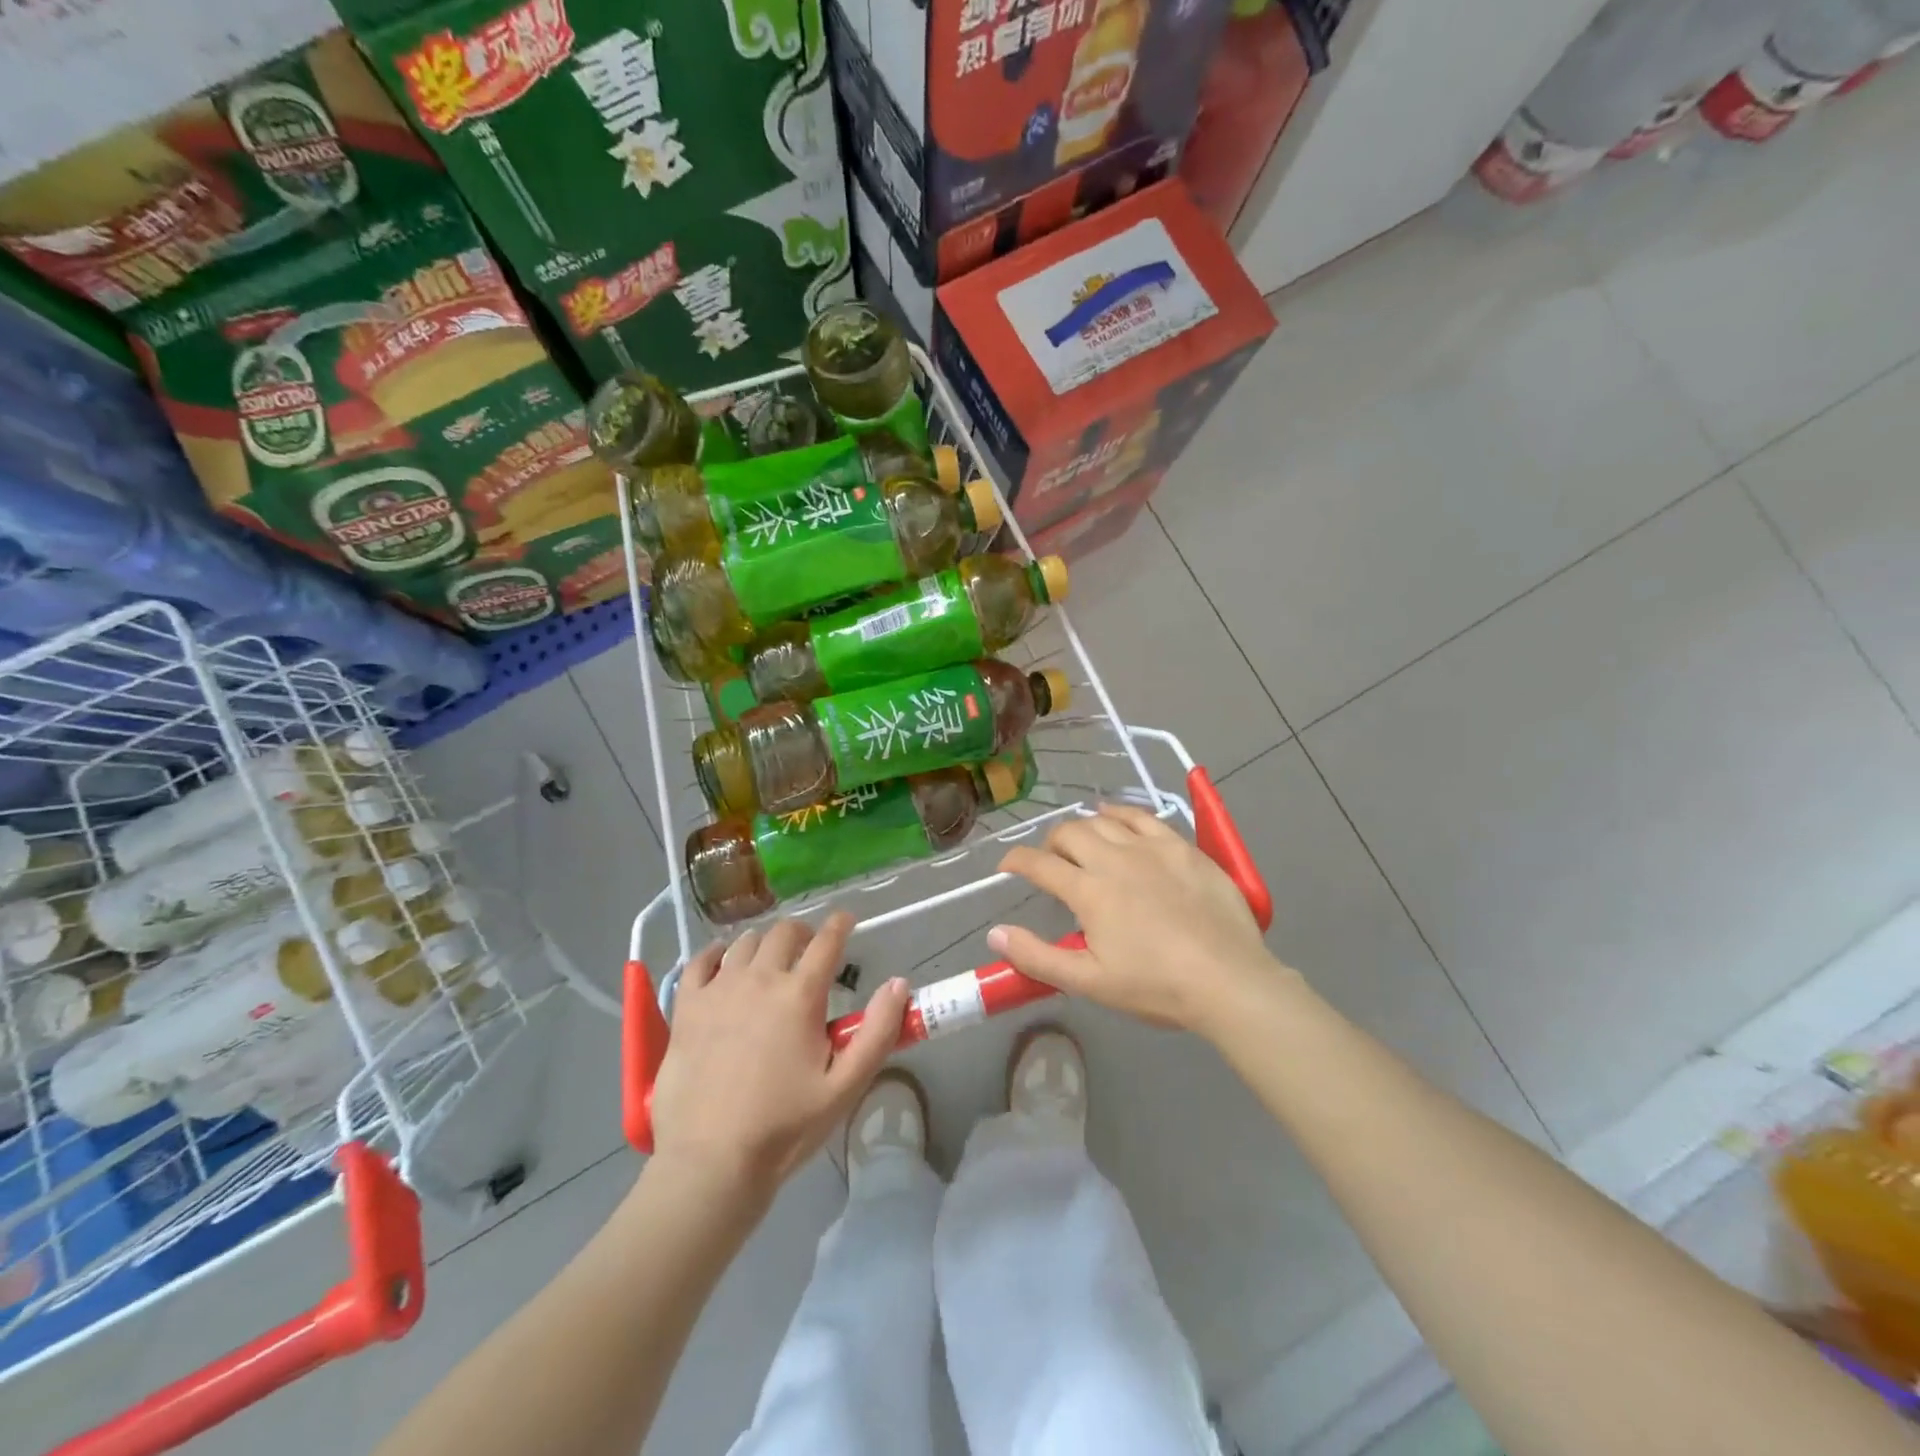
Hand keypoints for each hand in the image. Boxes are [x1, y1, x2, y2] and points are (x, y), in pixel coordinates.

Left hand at [649, 912, 909, 1201]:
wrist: (710, 1162)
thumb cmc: (785, 1127)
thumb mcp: (845, 1086)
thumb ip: (877, 1032)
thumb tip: (899, 983)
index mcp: (801, 995)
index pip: (827, 942)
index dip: (840, 924)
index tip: (846, 920)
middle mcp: (760, 979)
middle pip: (783, 933)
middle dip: (802, 932)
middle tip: (809, 947)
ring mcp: (719, 990)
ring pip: (744, 943)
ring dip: (763, 942)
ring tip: (770, 958)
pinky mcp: (686, 1008)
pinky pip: (699, 962)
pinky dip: (715, 954)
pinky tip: (721, 962)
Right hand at [991, 803, 1293, 1037]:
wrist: (1229, 980)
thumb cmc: (1156, 986)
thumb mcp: (1090, 982)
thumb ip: (1038, 957)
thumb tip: (996, 933)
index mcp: (1089, 892)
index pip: (1039, 864)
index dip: (1016, 861)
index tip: (1008, 866)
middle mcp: (1114, 859)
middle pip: (1070, 833)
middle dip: (1050, 843)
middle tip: (1051, 861)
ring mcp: (1151, 848)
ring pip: (1104, 820)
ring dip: (1084, 827)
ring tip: (1082, 841)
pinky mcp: (1182, 847)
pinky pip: (1144, 817)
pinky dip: (1122, 813)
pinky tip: (1118, 818)